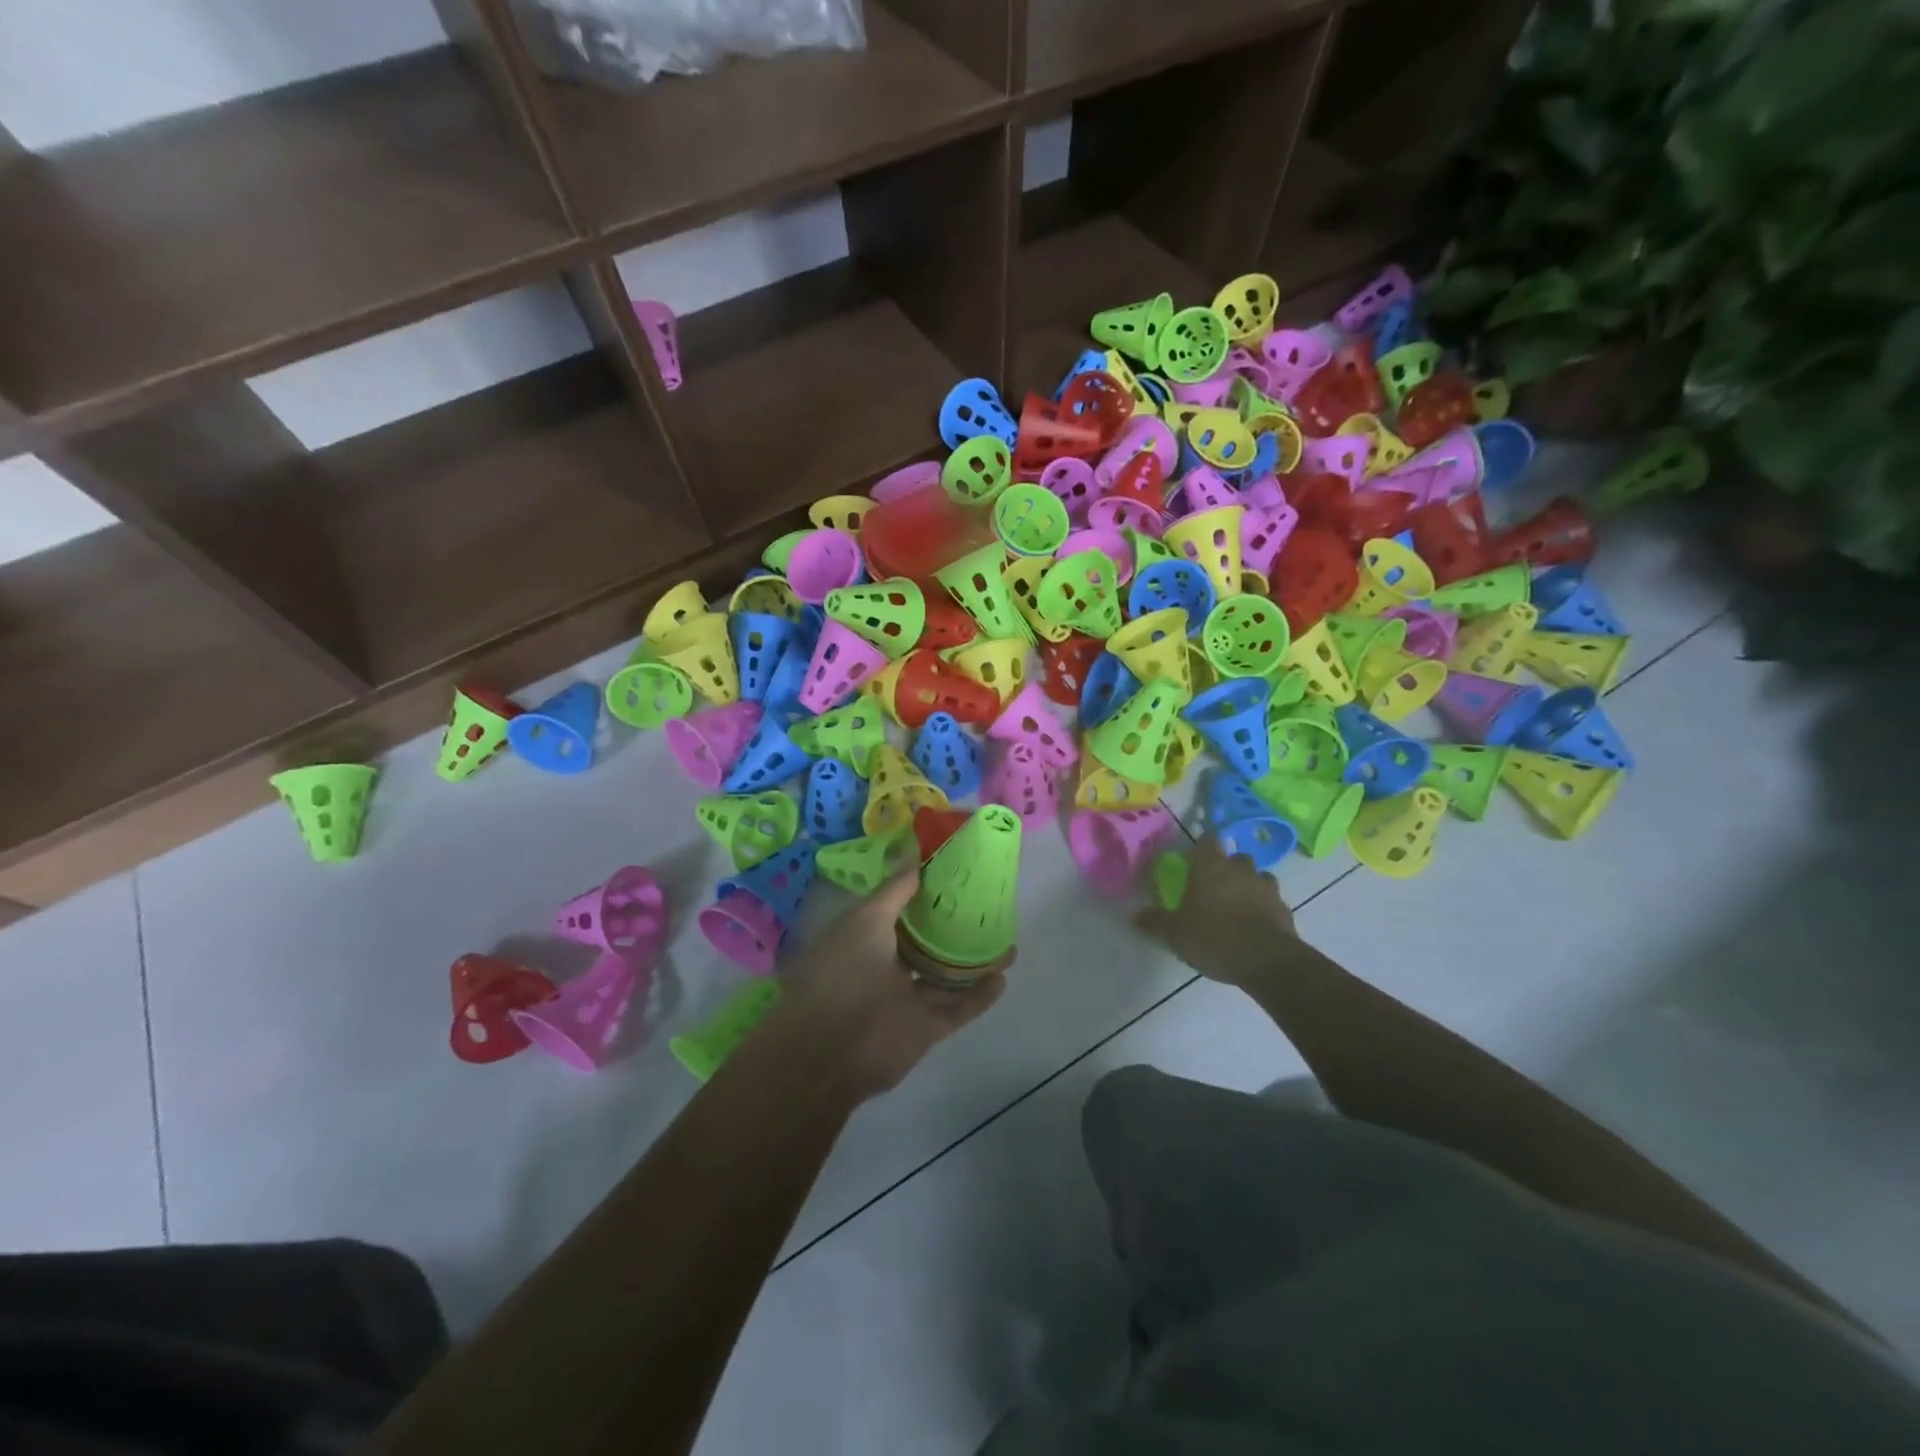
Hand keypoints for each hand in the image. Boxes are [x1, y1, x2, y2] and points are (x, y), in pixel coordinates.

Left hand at [770, 872, 1005, 1101]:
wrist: (828, 1052)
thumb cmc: (841, 974)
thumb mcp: (866, 920)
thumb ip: (895, 890)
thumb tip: (916, 854)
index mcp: (867, 936)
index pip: (902, 908)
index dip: (927, 892)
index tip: (959, 876)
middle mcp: (887, 965)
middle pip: (928, 942)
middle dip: (955, 928)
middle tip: (991, 910)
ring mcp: (907, 999)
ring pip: (947, 976)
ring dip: (974, 962)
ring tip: (1007, 942)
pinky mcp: (925, 1028)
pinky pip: (958, 1009)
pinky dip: (979, 996)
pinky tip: (1002, 978)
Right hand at [1132, 838, 1299, 988]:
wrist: (1268, 962)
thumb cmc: (1214, 938)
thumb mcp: (1175, 934)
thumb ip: (1155, 922)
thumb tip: (1135, 916)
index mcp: (1211, 866)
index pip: (1207, 841)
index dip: (1200, 849)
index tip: (1192, 862)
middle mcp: (1241, 869)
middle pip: (1235, 858)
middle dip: (1226, 868)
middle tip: (1213, 887)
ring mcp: (1267, 888)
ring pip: (1257, 878)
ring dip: (1248, 886)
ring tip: (1236, 907)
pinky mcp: (1285, 910)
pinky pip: (1271, 902)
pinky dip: (1263, 909)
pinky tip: (1253, 926)